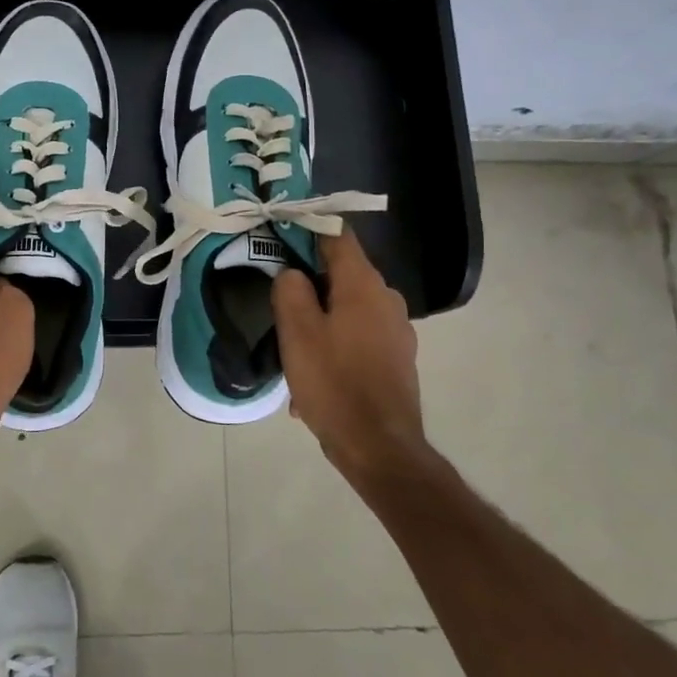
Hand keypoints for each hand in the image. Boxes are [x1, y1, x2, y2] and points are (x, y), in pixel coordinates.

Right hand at [271, 225, 435, 481]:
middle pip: (342, 274)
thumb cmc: (334, 383)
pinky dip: (336, 347)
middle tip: (279, 301)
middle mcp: (387, 300)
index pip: (338, 235)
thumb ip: (291, 290)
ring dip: (320, 322)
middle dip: (310, 284)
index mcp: (364, 285)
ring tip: (294, 351)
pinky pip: (358, 339)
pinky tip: (314, 378)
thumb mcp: (297, 332)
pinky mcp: (397, 360)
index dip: (308, 228)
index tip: (281, 233)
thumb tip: (293, 273)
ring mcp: (396, 331)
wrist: (379, 448)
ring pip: (348, 310)